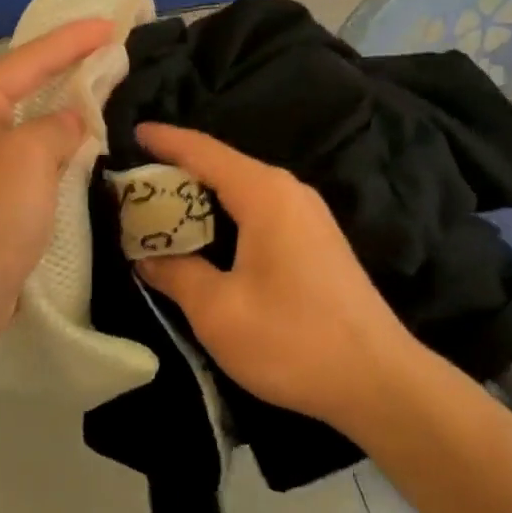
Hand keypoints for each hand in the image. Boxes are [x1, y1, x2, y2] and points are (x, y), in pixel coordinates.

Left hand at [0, 19, 114, 368]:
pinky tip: (80, 150)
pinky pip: (27, 163)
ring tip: (103, 95)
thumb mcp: (28, 158)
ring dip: (63, 114)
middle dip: (67, 71)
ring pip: (27, 128)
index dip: (71, 40)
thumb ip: (57, 127)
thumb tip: (70, 122)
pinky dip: (55, 153)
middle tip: (111, 55)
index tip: (111, 25)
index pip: (28, 60)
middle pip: (24, 89)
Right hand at [133, 124, 417, 430]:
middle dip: (177, 171)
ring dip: (201, 196)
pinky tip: (206, 237)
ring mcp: (308, 214)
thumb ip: (175, 273)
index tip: (132, 132)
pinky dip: (225, 214)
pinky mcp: (316, 239)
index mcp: (263, 193)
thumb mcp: (218, 310)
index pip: (203, 151)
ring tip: (160, 209)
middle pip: (222, 166)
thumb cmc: (292, 339)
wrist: (379, 380)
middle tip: (133, 185)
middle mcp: (288, 190)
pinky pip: (259, 209)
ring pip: (242, 189)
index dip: (165, 140)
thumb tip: (146, 256)